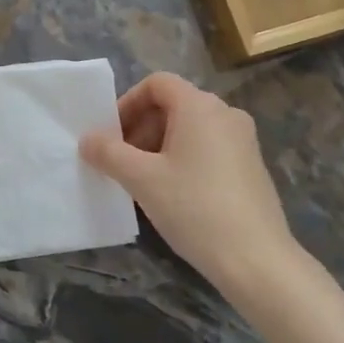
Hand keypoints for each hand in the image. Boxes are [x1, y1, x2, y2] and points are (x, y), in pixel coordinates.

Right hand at [80, 72, 296, 293]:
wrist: (256, 259)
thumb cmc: (194, 208)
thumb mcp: (141, 179)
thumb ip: (109, 153)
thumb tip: (87, 139)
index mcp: (199, 106)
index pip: (157, 83)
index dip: (128, 103)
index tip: (112, 135)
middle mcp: (225, 113)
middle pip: (173, 105)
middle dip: (141, 128)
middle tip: (122, 162)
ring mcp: (243, 140)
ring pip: (190, 129)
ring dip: (160, 146)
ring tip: (143, 181)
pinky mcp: (251, 166)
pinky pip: (209, 148)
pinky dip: (184, 159)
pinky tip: (174, 194)